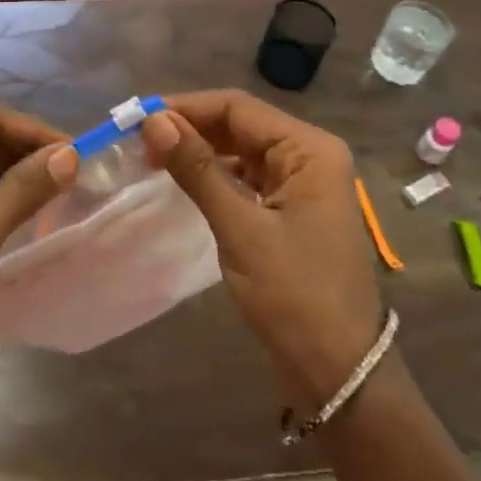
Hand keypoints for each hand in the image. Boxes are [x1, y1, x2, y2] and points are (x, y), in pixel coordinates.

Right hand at [141, 90, 384, 404]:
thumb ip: (198, 169)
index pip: (238, 107)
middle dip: (191, 128)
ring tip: (153, 157)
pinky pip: (248, 176)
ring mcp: (303, 183)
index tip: (140, 118)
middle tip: (140, 141)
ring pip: (241, 150)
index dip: (187, 107)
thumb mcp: (240, 228)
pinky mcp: (292, 208)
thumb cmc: (295, 296)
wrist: (340, 373)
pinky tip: (184, 180)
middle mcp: (310, 155)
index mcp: (309, 149)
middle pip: (240, 124)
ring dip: (200, 150)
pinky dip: (216, 175)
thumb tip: (154, 120)